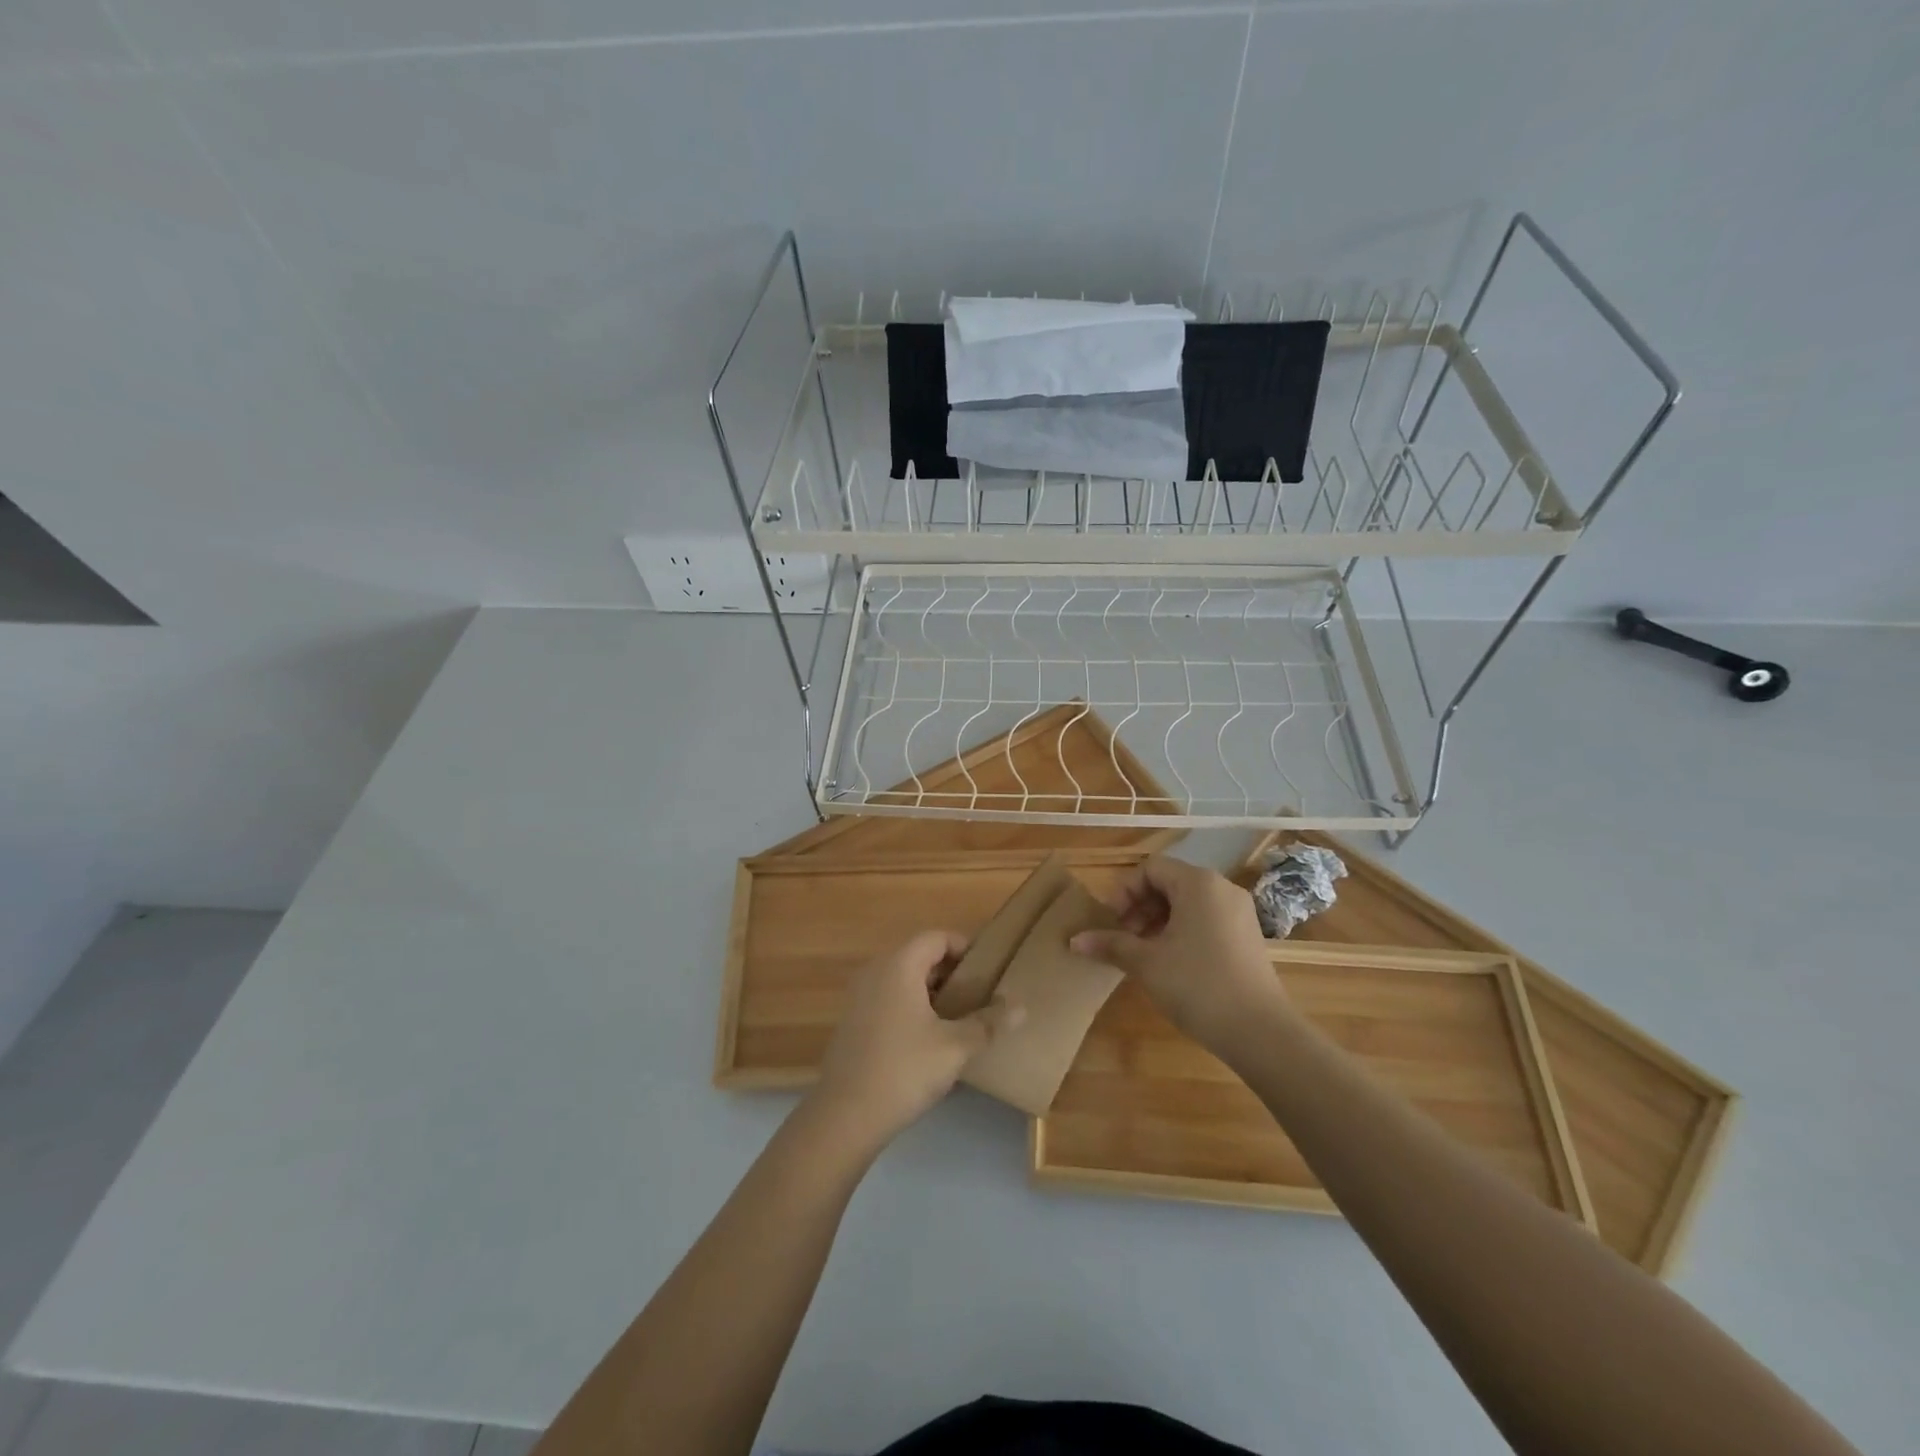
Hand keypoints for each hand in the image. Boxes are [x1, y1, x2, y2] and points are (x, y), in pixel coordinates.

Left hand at [809, 930, 1020, 1149]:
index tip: (989, 971)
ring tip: (960, 1018)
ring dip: (932, 992)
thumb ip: (988, 1023)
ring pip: (904, 979)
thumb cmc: (904, 1070)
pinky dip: (912, 1007)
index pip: (937, 938)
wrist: (845, 1115)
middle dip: (951, 973)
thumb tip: (1021, 1008)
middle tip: (979, 996)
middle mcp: (876, 971)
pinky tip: (929, 1039)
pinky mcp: (853, 1021)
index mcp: (899, 965)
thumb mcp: (955, 1047)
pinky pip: (889, 999)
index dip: (965, 948)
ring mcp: (860, 996)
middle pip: (920, 956)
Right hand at [1071, 856, 1291, 1053]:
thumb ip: (1110, 944)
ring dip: (1158, 921)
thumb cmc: (1197, 985)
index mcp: (1198, 883)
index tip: (1112, 923)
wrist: (1260, 1032)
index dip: (1124, 891)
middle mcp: (1222, 888)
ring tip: (1142, 954)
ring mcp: (1239, 913)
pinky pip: (1206, 920)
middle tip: (1123, 939)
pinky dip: (1181, 932)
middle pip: (1169, 883)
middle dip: (1139, 907)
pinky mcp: (1247, 937)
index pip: (1150, 868)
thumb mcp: (1146, 963)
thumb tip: (1074, 940)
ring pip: (1187, 903)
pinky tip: (1170, 964)